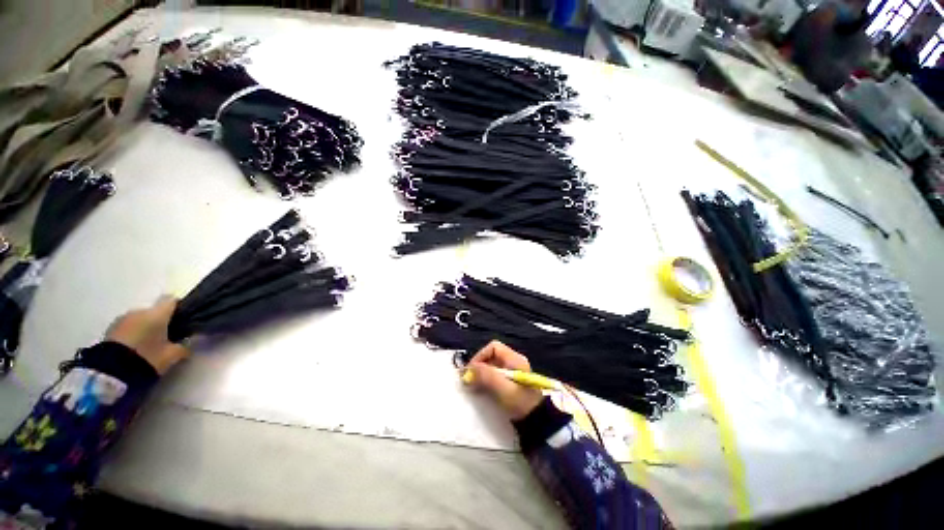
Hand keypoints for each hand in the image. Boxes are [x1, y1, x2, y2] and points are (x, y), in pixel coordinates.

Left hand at [106, 296, 189, 374]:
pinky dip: (132, 334)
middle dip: (160, 322)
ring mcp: (122, 319)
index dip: (179, 308)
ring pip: (139, 319)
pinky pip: (127, 327)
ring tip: (147, 346)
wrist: (111, 372)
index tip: (184, 319)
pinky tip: (134, 349)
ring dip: (144, 328)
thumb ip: (183, 347)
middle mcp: (139, 311)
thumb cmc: (148, 358)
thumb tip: (187, 343)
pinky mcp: (109, 330)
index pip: (172, 301)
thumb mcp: (172, 356)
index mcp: (157, 313)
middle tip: (165, 338)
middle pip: (154, 311)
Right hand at [463, 341, 543, 419]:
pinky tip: (481, 391)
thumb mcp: (502, 388)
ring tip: (473, 386)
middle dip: (479, 366)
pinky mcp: (510, 384)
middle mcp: (513, 362)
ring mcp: (512, 373)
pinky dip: (485, 381)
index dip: (480, 355)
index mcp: (514, 359)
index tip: (471, 370)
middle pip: (491, 357)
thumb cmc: (520, 402)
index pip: (493, 347)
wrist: (538, 421)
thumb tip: (468, 369)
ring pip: (491, 367)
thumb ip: (486, 376)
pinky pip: (494, 377)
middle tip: (469, 380)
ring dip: (481, 374)